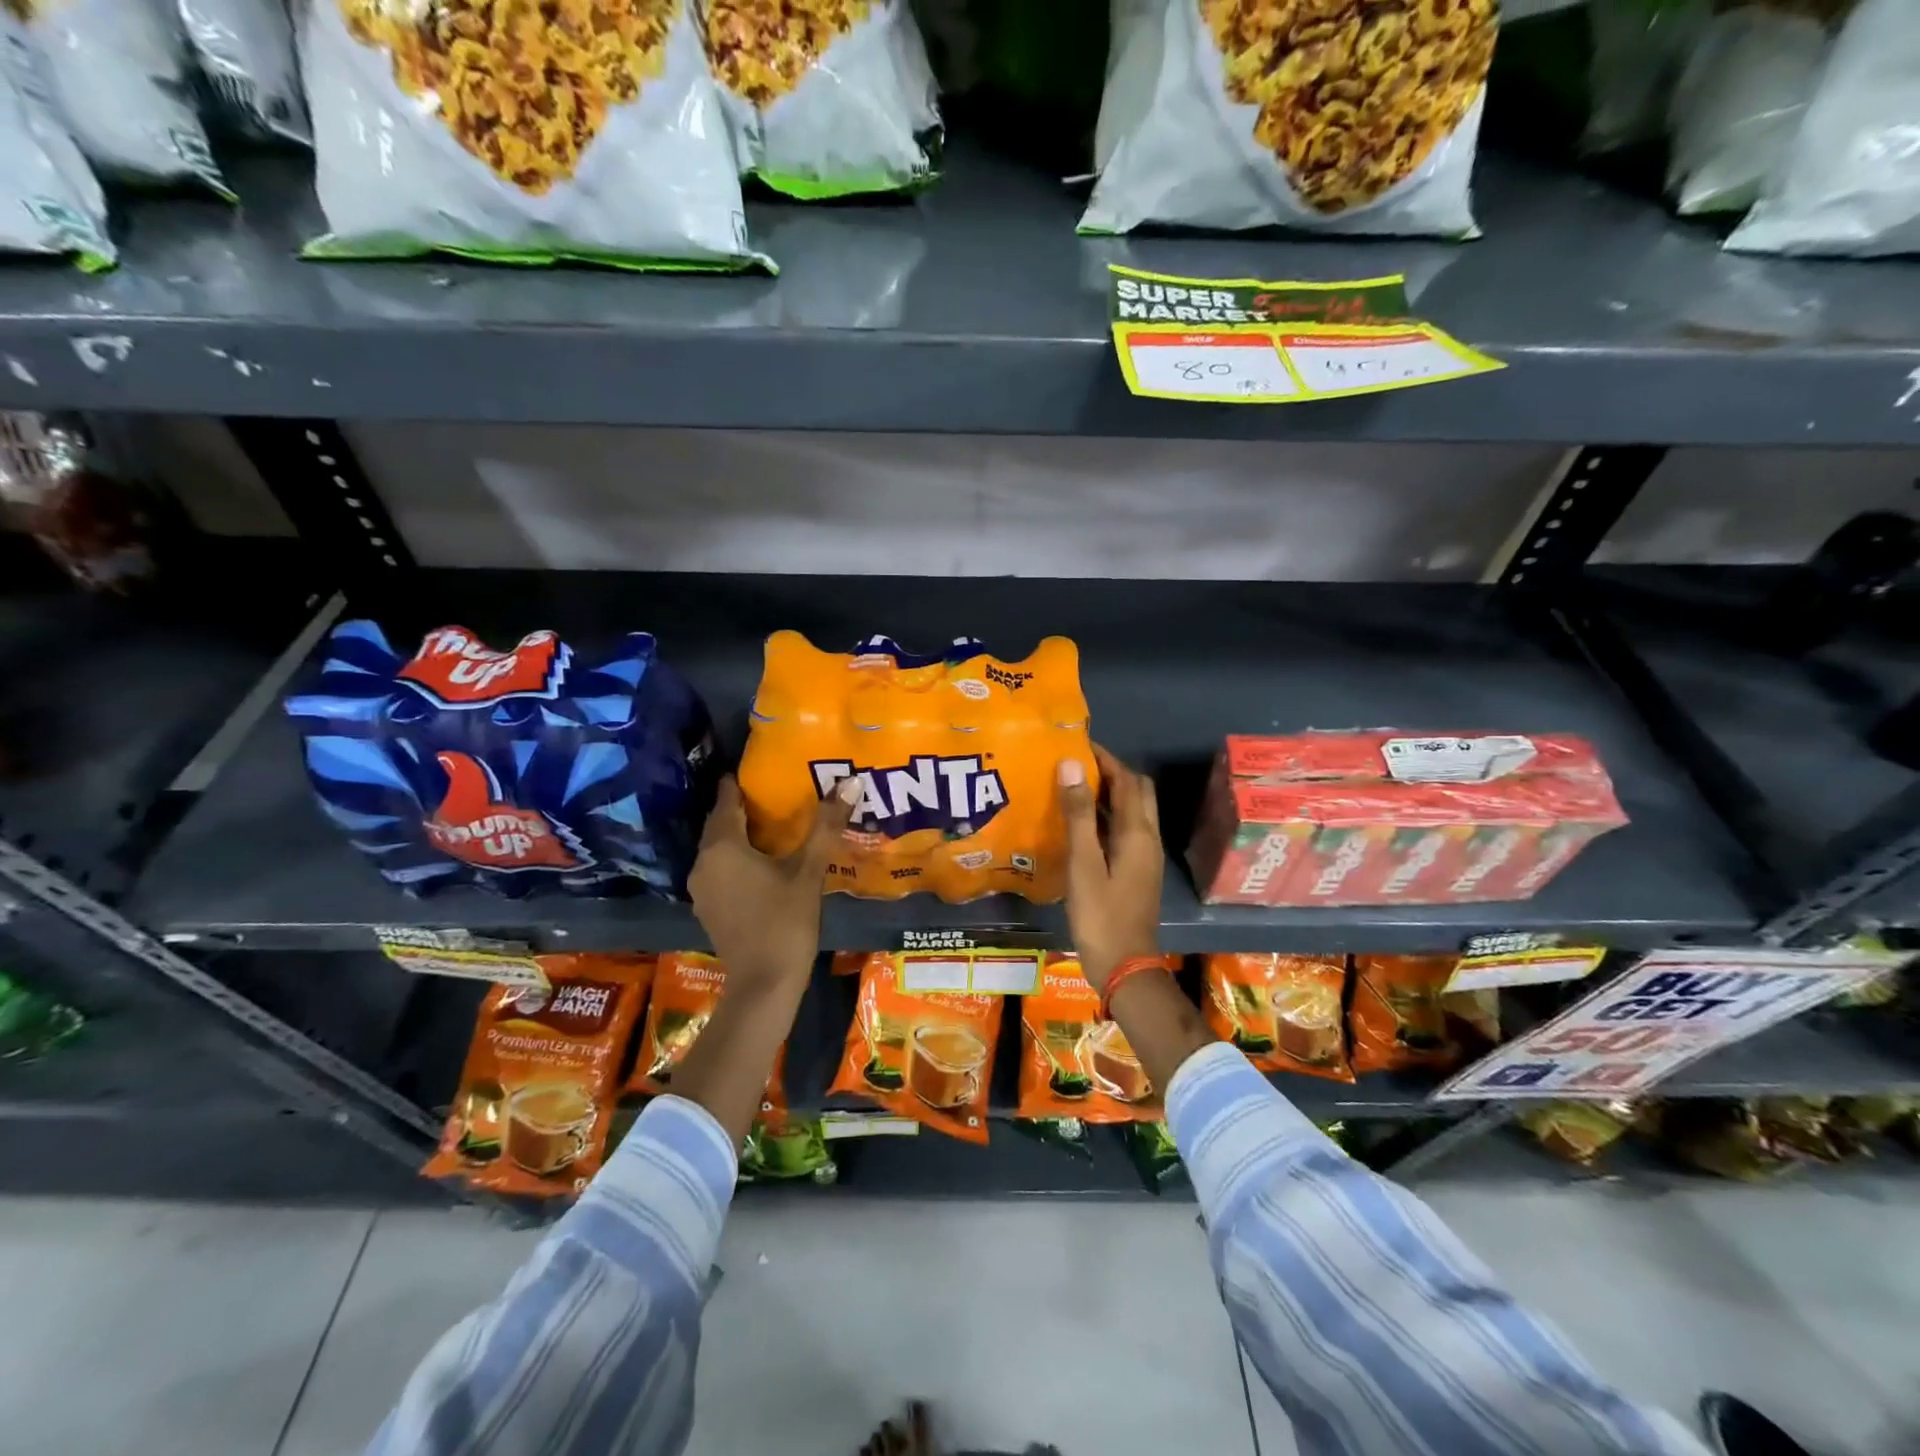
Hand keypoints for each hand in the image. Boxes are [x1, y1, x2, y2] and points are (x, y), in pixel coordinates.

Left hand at [689, 774, 856, 989]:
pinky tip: (761, 862)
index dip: (740, 783)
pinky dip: (735, 859)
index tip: (759, 769)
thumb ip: (825, 826)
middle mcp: (703, 862)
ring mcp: (701, 888)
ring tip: (771, 825)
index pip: (726, 800)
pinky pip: (719, 870)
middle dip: (741, 808)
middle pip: (719, 824)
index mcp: (722, 847)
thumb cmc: (786, 922)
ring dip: (739, 835)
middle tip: (773, 793)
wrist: (764, 984)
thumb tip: (849, 782)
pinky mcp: (707, 908)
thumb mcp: (809, 871)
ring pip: (718, 848)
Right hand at [1058, 744, 1162, 991]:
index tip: (1077, 743)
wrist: (1125, 967)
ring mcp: (1145, 857)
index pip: (1127, 780)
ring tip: (1073, 787)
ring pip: (1132, 811)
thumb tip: (1072, 765)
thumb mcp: (1084, 863)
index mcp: (1137, 833)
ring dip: (1109, 794)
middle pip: (1136, 791)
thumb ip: (1078, 814)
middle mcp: (1148, 839)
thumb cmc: (1101, 915)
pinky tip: (1080, 825)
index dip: (1105, 758)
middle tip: (1076, 765)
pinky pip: (1125, 830)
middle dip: (1111, 772)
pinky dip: (1106, 817)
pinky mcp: (1137, 871)